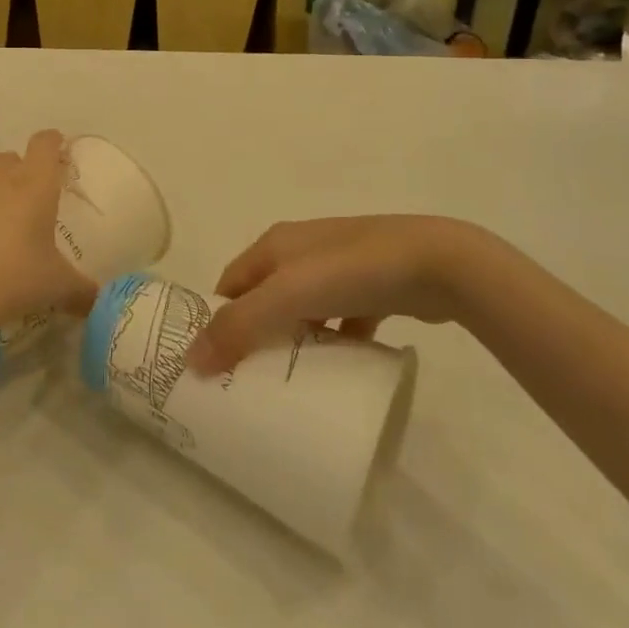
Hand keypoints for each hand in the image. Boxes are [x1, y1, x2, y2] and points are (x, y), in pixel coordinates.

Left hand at [0, 129, 89, 330]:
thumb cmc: (13, 277)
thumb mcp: (57, 286)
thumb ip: (82, 290)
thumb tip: (98, 301)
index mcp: (34, 184)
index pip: (45, 144)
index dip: (53, 144)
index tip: (59, 153)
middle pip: (11, 158)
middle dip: (21, 172)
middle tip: (30, 203)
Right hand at [187, 215, 496, 372]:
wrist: (437, 263)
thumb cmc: (350, 271)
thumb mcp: (287, 296)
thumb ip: (239, 326)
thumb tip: (191, 361)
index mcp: (275, 244)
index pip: (230, 282)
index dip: (217, 318)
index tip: (211, 364)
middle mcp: (301, 250)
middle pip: (264, 297)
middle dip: (253, 334)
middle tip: (247, 382)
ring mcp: (339, 268)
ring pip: (303, 310)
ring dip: (294, 341)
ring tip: (288, 383)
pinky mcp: (372, 287)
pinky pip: (341, 319)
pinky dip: (334, 341)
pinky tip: (339, 369)